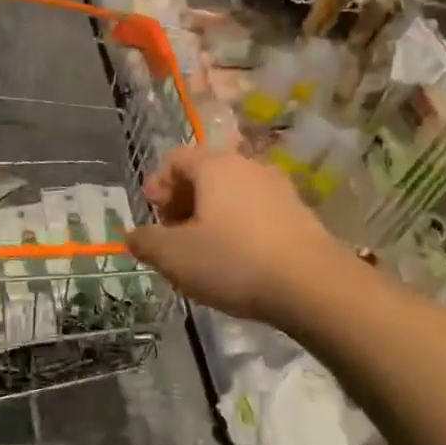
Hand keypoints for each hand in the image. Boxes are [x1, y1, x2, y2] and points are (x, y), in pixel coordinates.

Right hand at [126, 146, 343, 327]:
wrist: (313, 286)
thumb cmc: (234, 261)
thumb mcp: (175, 256)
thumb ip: (146, 242)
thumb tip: (132, 235)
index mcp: (215, 166)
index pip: (176, 159)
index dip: (158, 183)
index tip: (151, 212)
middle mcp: (248, 166)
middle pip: (206, 173)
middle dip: (183, 200)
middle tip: (172, 232)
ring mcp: (279, 189)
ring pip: (233, 193)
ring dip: (211, 215)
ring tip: (203, 250)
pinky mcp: (300, 214)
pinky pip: (257, 211)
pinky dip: (239, 226)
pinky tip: (237, 259)